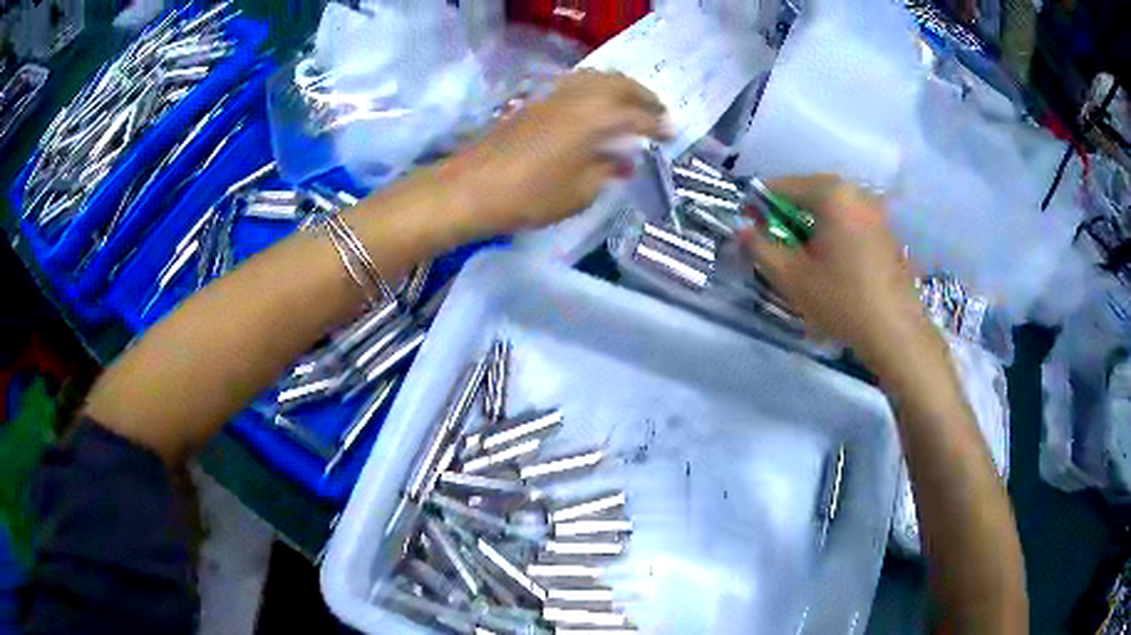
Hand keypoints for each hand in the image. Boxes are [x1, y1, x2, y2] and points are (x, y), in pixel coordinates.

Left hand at [438, 70, 670, 237]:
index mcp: (595, 119)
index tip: (671, 134)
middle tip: (658, 112)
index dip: (657, 125)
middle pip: (619, 84)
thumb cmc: (529, 196)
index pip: (637, 115)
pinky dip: (595, 88)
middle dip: (643, 96)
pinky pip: (576, 84)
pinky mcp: (535, 102)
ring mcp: (554, 96)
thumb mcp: (578, 193)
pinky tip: (595, 104)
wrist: (471, 187)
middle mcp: (578, 99)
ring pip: (596, 78)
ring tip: (631, 103)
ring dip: (619, 86)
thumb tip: (623, 162)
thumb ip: (606, 173)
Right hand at [741, 175, 930, 368]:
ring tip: (803, 256)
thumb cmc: (841, 301)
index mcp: (831, 193)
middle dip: (786, 215)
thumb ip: (759, 247)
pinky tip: (832, 262)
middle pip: (807, 192)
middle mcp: (855, 191)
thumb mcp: (791, 277)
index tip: (749, 231)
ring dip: (810, 224)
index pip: (780, 186)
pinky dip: (833, 231)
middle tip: (776, 246)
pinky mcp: (886, 230)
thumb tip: (740, 229)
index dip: (758, 206)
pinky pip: (849, 219)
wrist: (895, 332)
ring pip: (830, 207)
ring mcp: (875, 209)